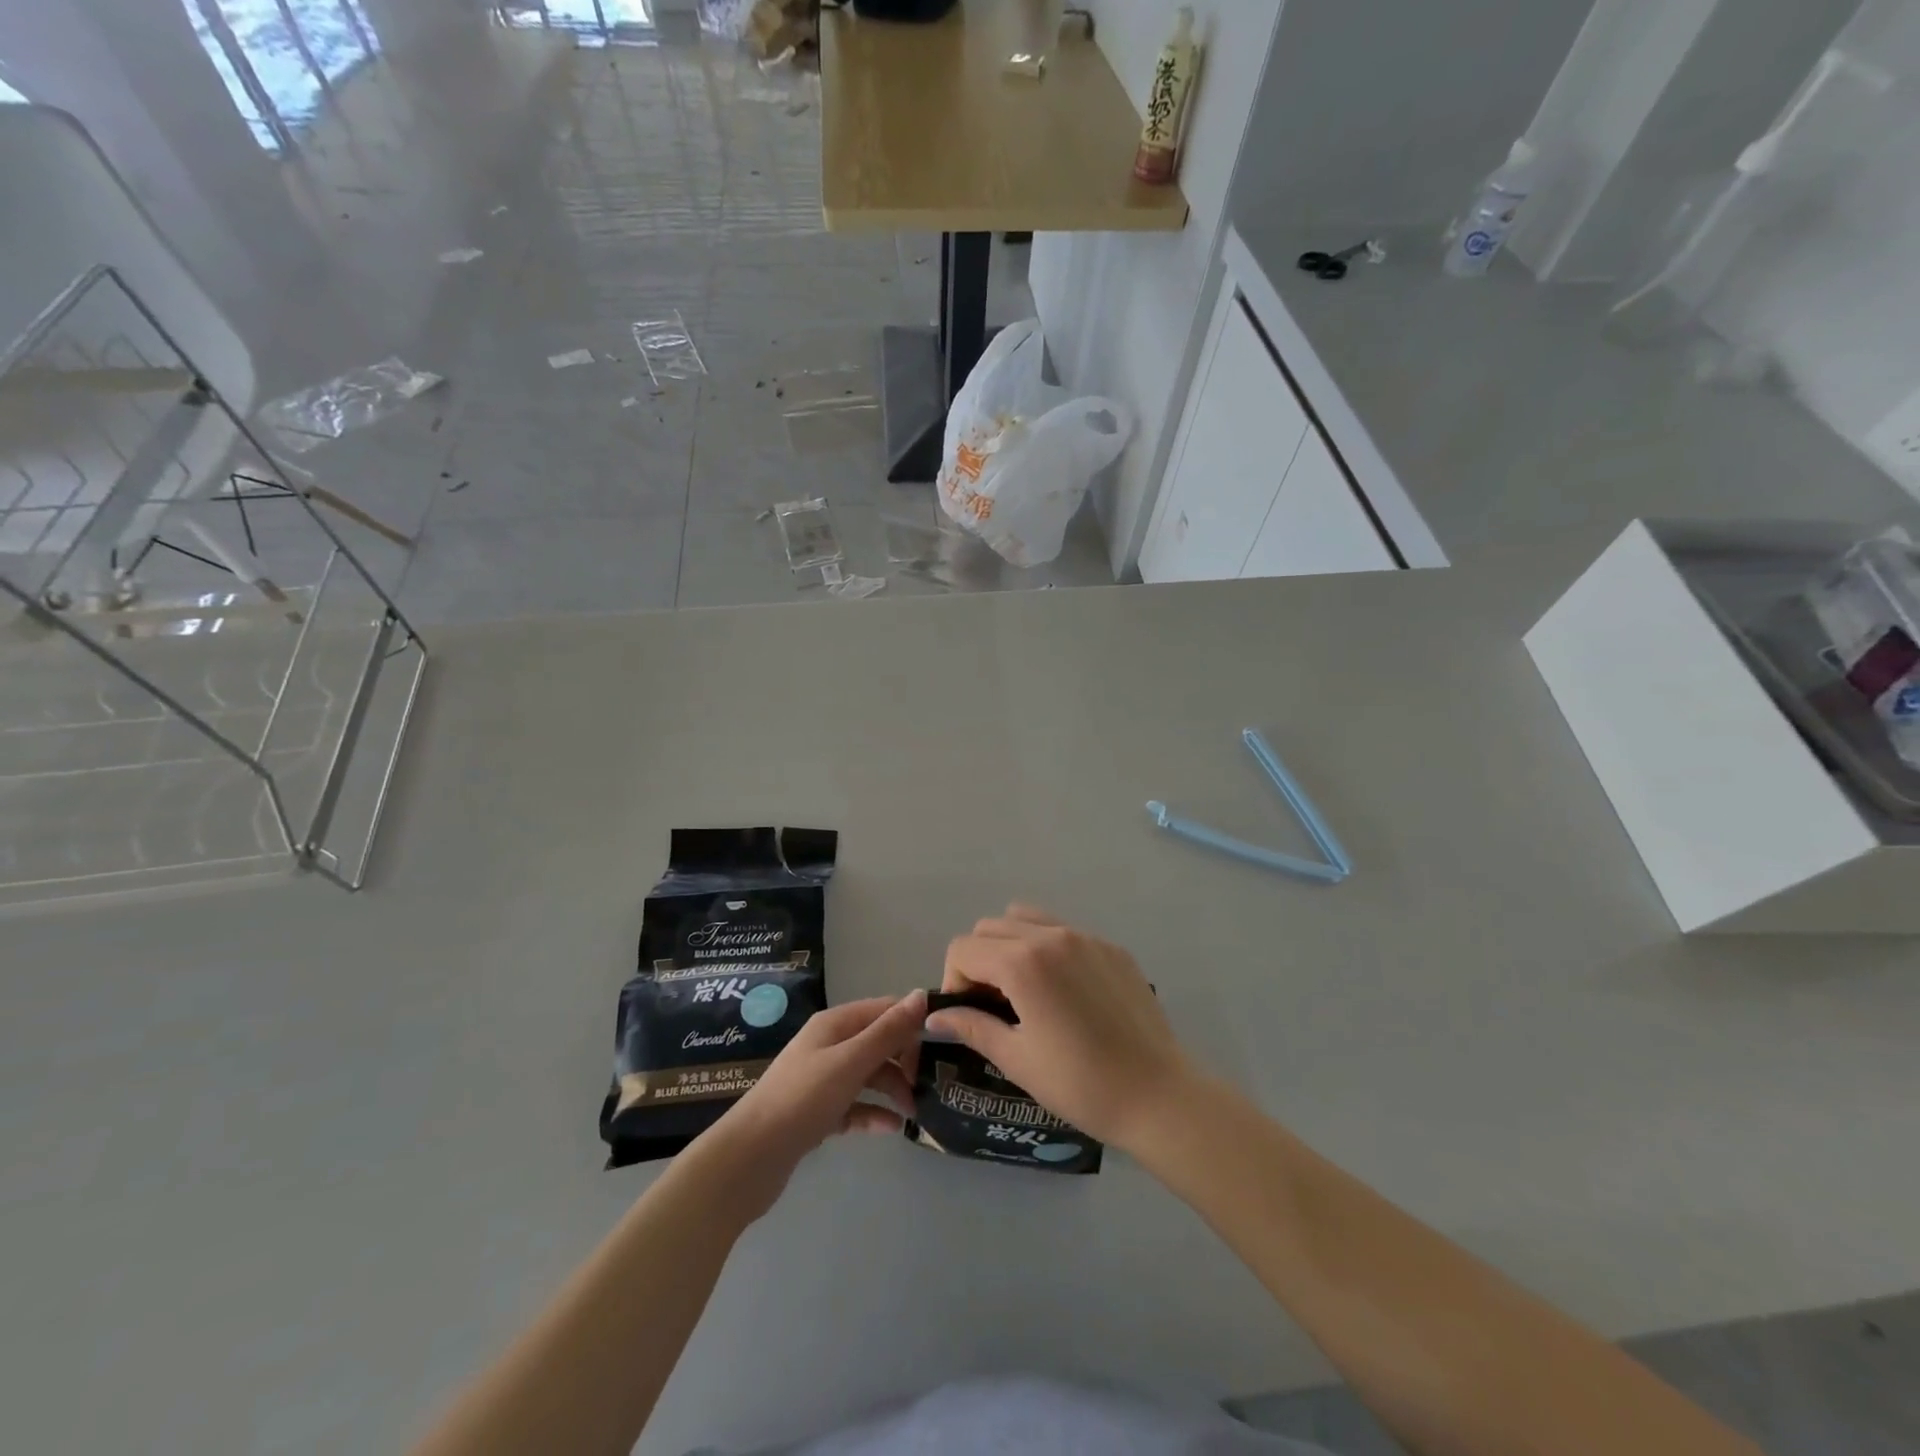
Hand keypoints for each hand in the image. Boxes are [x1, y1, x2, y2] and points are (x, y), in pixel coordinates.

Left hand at [706, 992, 926, 1216]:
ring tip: (915, 1113)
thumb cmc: (803, 1099)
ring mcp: (822, 1080)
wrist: (749, 1158)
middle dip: (904, 1061)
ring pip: (868, 1076)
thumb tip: (922, 994)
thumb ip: (888, 1031)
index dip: (913, 1022)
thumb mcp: (851, 1061)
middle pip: (878, 1043)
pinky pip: (855, 1106)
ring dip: (892, 1089)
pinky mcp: (818, 1113)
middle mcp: (829, 1045)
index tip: (942, 1044)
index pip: (884, 1010)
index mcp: (835, 1024)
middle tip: (928, 1086)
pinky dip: (873, 1113)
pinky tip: (892, 1129)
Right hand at [928, 905, 1191, 1152]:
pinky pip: (1063, 931)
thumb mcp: (1017, 1060)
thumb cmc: (1081, 1084)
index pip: (963, 949)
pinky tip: (1064, 993)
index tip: (969, 1015)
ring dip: (1010, 945)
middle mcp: (1051, 935)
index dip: (954, 982)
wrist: (1159, 1095)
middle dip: (979, 960)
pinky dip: (1047, 949)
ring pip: (1026, 919)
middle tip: (993, 1004)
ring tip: (1024, 990)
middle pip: (990, 927)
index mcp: (1023, 962)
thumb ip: (972, 1027)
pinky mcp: (1111, 947)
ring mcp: (1085, 937)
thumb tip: (936, 1017)